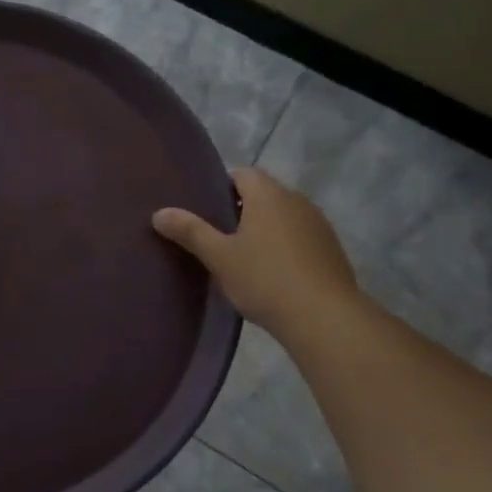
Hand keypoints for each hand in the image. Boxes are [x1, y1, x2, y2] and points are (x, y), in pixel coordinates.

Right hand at [152, 168, 357, 336]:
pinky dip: (285, 247)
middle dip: (241, 210)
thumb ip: (190, 231)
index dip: (222, 187)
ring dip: (265, 229)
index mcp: (268, 195)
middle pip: (264, 194)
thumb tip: (159, 213)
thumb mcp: (219, 257)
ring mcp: (319, 225)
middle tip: (217, 237)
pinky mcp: (331, 250)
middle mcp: (297, 201)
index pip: (242, 174)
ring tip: (243, 258)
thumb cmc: (264, 279)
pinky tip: (273, 274)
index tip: (205, 211)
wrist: (323, 317)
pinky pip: (300, 237)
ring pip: (284, 217)